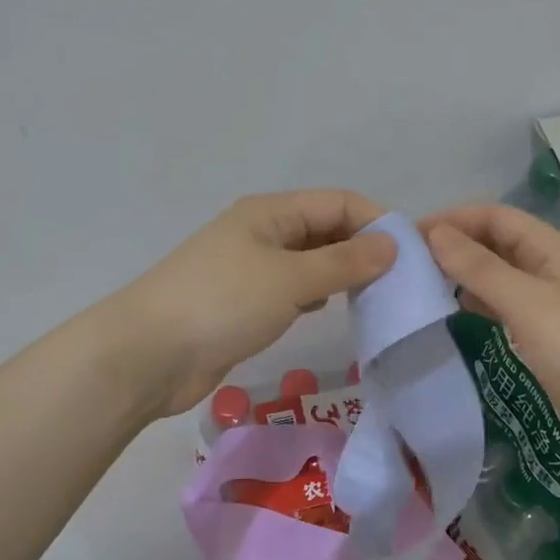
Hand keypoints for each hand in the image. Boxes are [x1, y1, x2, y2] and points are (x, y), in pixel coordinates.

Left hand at [109, 190, 397, 416]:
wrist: (148, 355)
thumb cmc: (222, 304)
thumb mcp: (289, 279)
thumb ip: (343, 263)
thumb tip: (392, 246)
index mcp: (271, 213)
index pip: (338, 203)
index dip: (376, 222)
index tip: (411, 255)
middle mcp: (262, 233)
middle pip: (325, 230)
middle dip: (362, 250)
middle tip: (400, 282)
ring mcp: (251, 270)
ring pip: (309, 262)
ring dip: (340, 275)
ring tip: (375, 297)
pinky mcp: (244, 304)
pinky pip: (291, 291)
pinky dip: (314, 297)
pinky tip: (328, 311)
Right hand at [421, 204, 559, 462]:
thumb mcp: (526, 301)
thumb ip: (479, 268)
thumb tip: (435, 234)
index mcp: (550, 248)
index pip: (495, 216)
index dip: (454, 219)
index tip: (410, 235)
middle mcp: (547, 267)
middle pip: (495, 242)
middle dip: (455, 244)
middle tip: (409, 261)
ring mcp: (545, 301)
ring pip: (496, 274)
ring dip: (463, 273)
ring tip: (422, 282)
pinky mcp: (540, 333)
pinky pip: (502, 305)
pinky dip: (476, 301)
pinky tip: (454, 310)